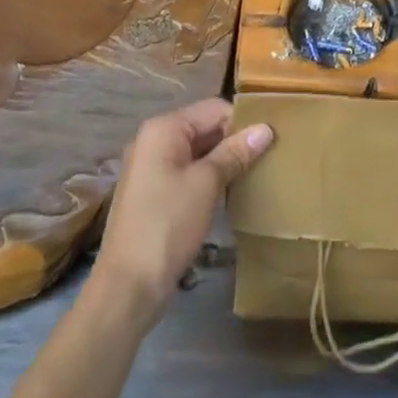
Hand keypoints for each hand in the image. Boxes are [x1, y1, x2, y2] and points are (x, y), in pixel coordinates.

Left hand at [93, 98, 273, 325]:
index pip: (214, 108)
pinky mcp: (152, 194)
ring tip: (253, 174)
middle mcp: (153, 140)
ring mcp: (150, 168)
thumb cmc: (168, 225)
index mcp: (164, 128)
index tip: (271, 139)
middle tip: (267, 157)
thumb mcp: (207, 184)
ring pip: (197, 152)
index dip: (242, 121)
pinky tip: (228, 193)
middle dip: (234, 141)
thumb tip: (266, 128)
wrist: (127, 289)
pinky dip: (207, 178)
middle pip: (204, 127)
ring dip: (223, 161)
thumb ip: (236, 152)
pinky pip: (186, 172)